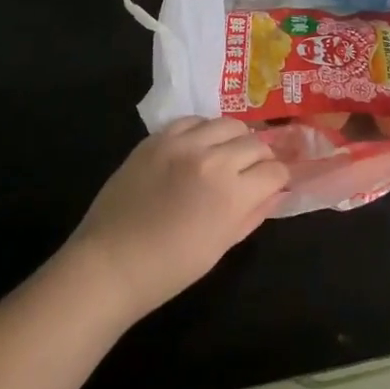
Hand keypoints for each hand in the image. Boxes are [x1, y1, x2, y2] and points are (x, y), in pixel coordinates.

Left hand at [66, 117, 288, 321]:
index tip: (273, 184)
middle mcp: (212, 159)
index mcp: (231, 194)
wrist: (110, 263)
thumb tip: (275, 192)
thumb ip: (252, 214)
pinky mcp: (158, 137)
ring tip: (226, 154)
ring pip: (227, 123)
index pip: (274, 170)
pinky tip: (198, 146)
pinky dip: (203, 130)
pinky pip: (193, 120)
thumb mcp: (221, 246)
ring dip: (234, 138)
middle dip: (261, 157)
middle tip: (252, 171)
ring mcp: (182, 143)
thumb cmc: (170, 268)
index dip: (278, 178)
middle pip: (254, 142)